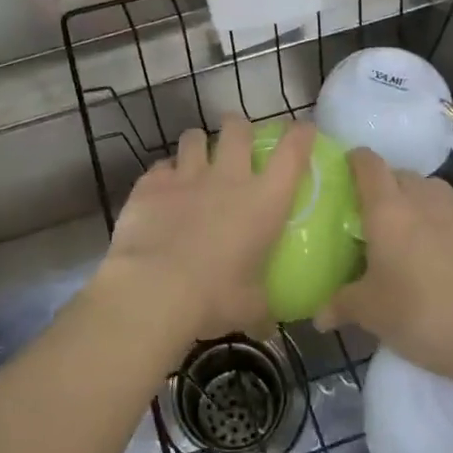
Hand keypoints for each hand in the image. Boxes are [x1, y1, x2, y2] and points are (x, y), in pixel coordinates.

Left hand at [97, 115, 315, 343]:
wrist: (154, 289)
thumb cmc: (215, 297)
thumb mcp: (250, 308)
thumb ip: (262, 308)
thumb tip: (268, 323)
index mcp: (263, 201)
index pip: (292, 152)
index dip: (300, 135)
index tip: (302, 130)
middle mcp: (227, 177)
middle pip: (237, 129)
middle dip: (239, 128)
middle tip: (238, 142)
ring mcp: (186, 176)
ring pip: (194, 138)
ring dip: (198, 145)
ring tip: (196, 158)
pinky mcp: (150, 184)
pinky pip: (160, 167)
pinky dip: (163, 175)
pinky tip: (161, 190)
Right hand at [317, 148, 452, 383]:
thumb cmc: (418, 316)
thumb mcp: (369, 313)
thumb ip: (339, 305)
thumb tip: (318, 317)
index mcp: (387, 209)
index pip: (368, 163)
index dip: (355, 161)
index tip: (346, 171)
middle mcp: (423, 199)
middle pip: (401, 174)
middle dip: (388, 186)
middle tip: (378, 215)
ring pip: (436, 188)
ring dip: (423, 198)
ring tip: (417, 225)